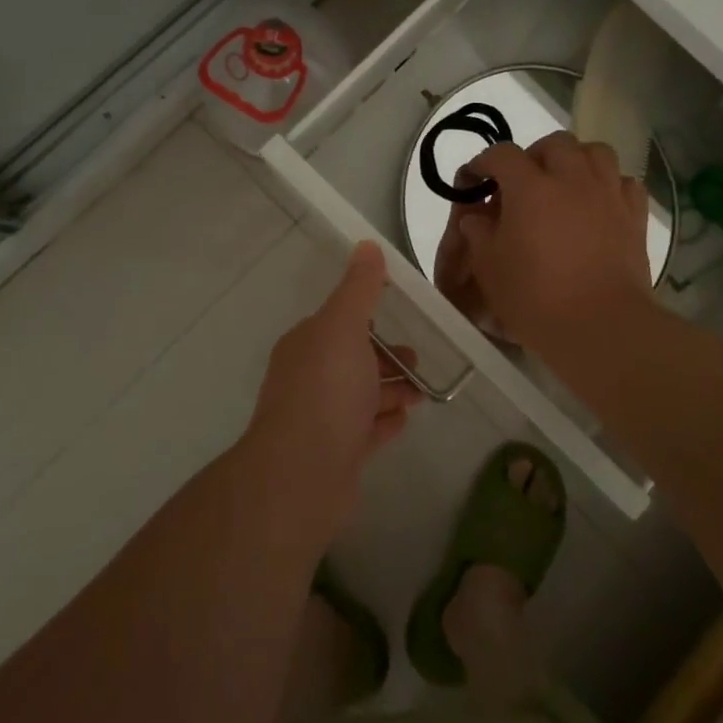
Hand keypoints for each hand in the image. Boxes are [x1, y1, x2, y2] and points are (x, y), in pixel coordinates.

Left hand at [244, 242, 422, 537]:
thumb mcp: (344, 327)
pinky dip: (384, 422)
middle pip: (352, 361)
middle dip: (384, 357)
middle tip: (418, 359)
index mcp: (306, 345)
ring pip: (361, 397)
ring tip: (421, 392)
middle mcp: (309, 380)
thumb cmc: (325, 391)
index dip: (367, 317)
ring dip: (390, 390)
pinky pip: (365, 432)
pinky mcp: (336, 456)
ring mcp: (321, 421)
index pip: (337, 322)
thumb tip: (366, 246)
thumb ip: (359, 289)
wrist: (301, 476)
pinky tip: (404, 419)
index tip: (400, 315)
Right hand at [434, 132, 653, 356]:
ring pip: (595, 152)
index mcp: (530, 187)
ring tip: (565, 185)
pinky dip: (609, 185)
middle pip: (554, 143)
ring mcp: (607, 194)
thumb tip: (477, 216)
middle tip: (524, 183)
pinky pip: (623, 182)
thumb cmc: (536, 298)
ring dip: (576, 160)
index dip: (485, 162)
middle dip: (535, 155)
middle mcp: (571, 178)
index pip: (502, 154)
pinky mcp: (634, 216)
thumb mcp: (489, 268)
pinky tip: (599, 204)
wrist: (601, 326)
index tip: (475, 179)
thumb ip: (478, 233)